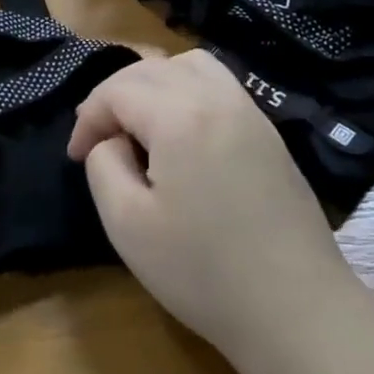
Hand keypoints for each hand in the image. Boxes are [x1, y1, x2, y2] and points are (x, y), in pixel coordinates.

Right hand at [67, 50, 357, 359]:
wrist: (297, 309)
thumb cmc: (204, 272)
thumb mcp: (128, 225)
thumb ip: (104, 166)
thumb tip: (111, 140)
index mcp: (178, 114)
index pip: (117, 89)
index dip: (88, 117)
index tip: (76, 156)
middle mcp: (215, 96)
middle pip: (151, 68)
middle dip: (115, 96)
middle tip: (99, 139)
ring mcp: (248, 109)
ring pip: (189, 65)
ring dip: (154, 82)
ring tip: (140, 124)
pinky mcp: (267, 130)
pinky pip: (218, 82)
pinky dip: (188, 87)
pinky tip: (182, 130)